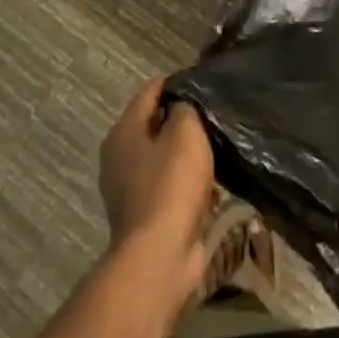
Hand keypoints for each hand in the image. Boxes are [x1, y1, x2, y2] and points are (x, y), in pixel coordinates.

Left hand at [97, 79, 215, 305]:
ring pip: (164, 156)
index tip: (208, 81)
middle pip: (156, 123)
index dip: (180, 82)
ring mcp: (129, 188)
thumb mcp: (186, 133)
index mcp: (123, 132)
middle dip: (185, 118)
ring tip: (219, 147)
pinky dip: (188, 182)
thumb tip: (184, 103)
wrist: (160, 256)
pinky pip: (170, 185)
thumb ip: (186, 108)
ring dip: (188, 152)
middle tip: (216, 114)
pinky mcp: (145, 214)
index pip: (152, 90)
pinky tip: (212, 184)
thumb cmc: (171, 185)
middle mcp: (119, 156)